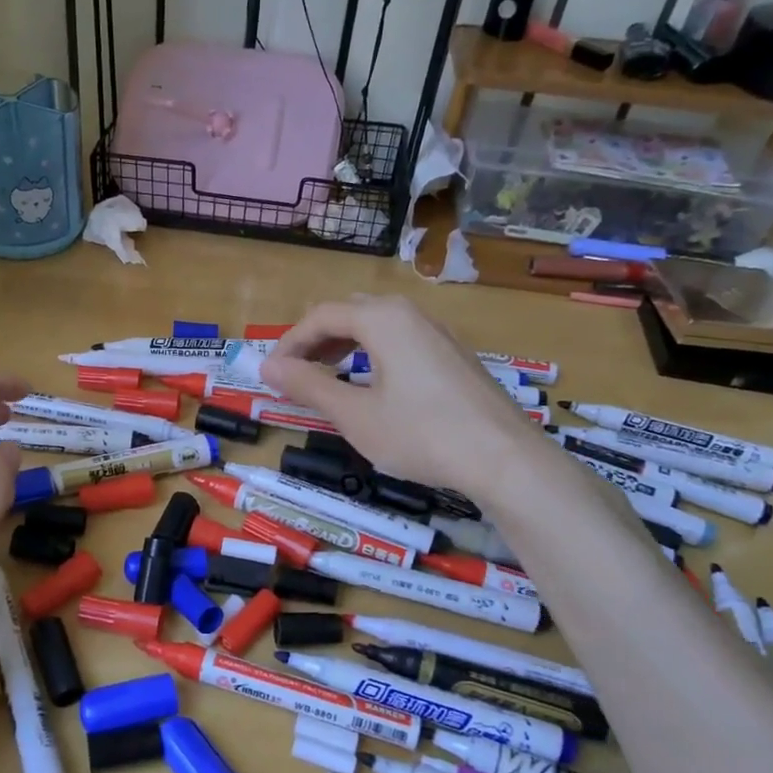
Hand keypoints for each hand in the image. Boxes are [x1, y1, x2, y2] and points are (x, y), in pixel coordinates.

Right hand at [260, 295, 533, 492]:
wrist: (503, 458)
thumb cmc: (420, 434)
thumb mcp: (355, 415)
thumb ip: (309, 386)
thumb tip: (268, 367)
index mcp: (383, 319)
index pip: (321, 316)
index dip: (290, 343)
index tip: (271, 373)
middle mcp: (411, 314)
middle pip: (350, 313)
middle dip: (316, 340)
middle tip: (296, 373)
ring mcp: (438, 333)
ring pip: (378, 326)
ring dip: (344, 346)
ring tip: (327, 376)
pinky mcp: (454, 356)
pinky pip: (401, 341)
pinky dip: (373, 354)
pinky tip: (374, 386)